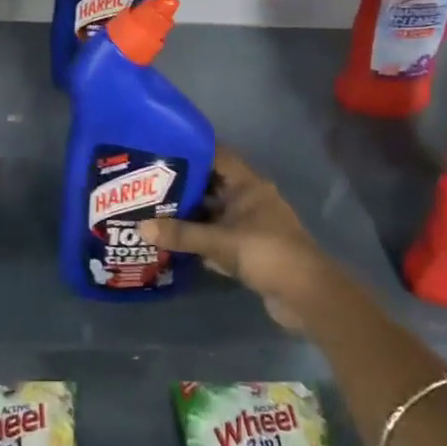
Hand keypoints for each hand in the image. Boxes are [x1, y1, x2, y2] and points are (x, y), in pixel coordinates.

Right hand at [139, 147, 339, 331]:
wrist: (306, 296)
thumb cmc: (266, 253)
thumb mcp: (219, 242)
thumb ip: (181, 234)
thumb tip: (140, 227)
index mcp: (248, 185)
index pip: (217, 156)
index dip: (191, 150)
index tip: (161, 149)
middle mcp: (250, 199)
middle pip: (212, 185)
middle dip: (183, 185)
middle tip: (148, 183)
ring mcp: (251, 225)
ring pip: (214, 212)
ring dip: (190, 214)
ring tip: (154, 210)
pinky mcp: (250, 249)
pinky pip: (219, 236)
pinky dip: (200, 238)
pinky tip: (174, 241)